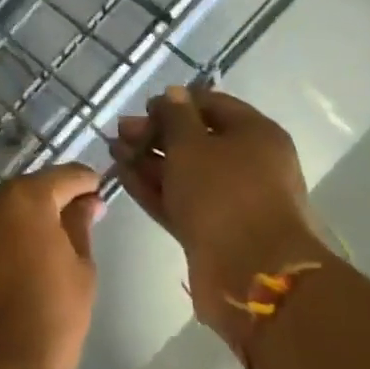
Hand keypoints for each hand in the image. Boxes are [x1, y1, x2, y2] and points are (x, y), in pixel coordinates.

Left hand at [0, 164, 101, 368]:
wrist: (2, 367)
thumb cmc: (54, 314)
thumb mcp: (80, 266)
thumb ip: (80, 225)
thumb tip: (88, 202)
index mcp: (26, 198)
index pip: (63, 176)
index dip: (85, 181)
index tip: (100, 188)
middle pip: (30, 189)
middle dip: (55, 196)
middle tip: (82, 212)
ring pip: (6, 209)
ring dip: (29, 215)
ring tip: (56, 236)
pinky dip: (9, 235)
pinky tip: (27, 254)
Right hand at [109, 87, 328, 329]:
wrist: (252, 274)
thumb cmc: (224, 194)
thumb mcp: (192, 144)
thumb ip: (176, 116)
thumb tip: (173, 94)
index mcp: (255, 134)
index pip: (212, 104)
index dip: (176, 102)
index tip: (144, 108)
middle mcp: (248, 163)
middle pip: (196, 139)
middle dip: (156, 133)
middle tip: (121, 131)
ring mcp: (230, 200)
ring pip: (185, 171)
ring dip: (149, 160)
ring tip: (114, 152)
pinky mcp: (213, 229)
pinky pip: (180, 199)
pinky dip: (154, 187)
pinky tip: (123, 176)